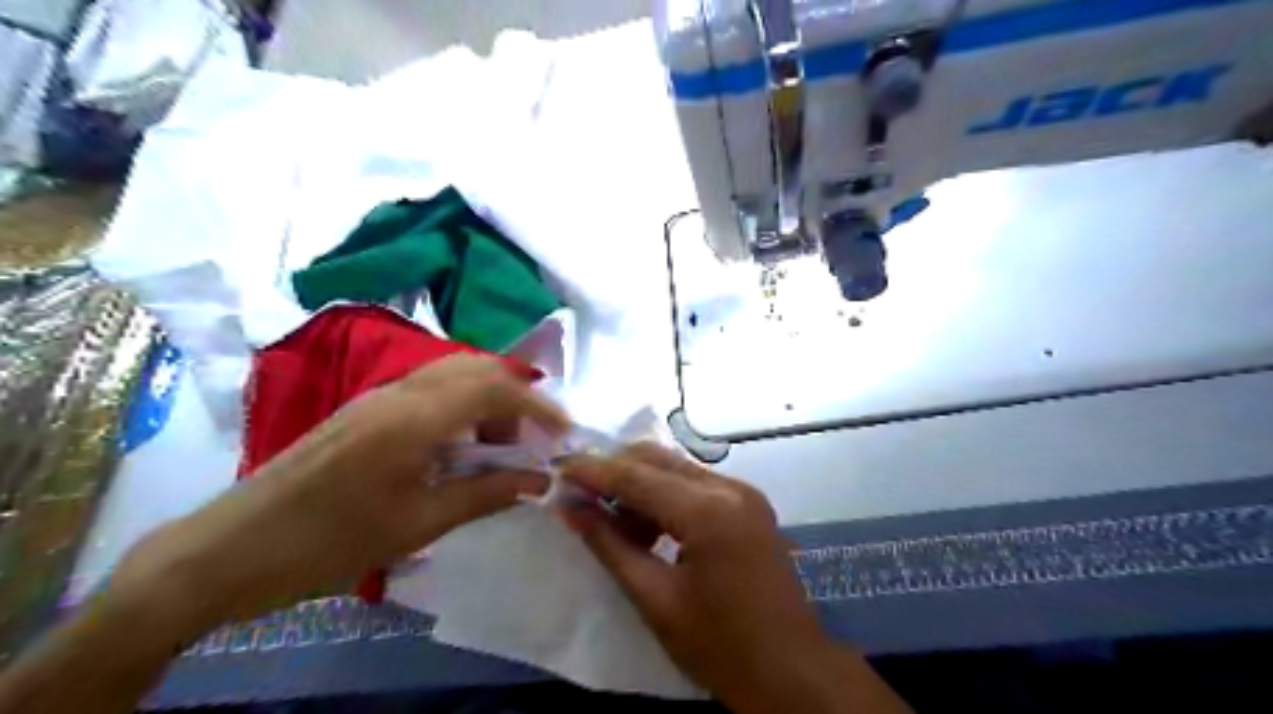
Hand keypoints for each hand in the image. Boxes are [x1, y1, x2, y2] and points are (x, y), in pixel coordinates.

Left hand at [106, 355, 562, 636]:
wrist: (227, 551)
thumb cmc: (326, 544)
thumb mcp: (416, 526)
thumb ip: (484, 494)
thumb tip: (538, 481)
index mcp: (412, 419)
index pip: (493, 388)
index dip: (537, 406)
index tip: (563, 433)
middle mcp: (397, 393)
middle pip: (474, 368)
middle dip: (513, 399)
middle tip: (525, 444)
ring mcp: (376, 398)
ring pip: (451, 375)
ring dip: (485, 402)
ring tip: (494, 450)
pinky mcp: (364, 411)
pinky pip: (428, 391)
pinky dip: (459, 409)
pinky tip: (456, 450)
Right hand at [561, 447, 908, 713]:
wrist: (793, 673)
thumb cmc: (721, 647)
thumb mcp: (656, 600)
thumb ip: (610, 546)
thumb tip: (571, 508)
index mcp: (709, 511)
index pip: (636, 476)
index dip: (592, 471)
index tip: (556, 469)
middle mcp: (729, 487)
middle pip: (658, 459)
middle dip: (614, 471)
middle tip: (577, 493)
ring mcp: (744, 492)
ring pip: (676, 469)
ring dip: (639, 485)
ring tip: (611, 522)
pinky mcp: (748, 504)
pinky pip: (695, 486)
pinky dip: (665, 497)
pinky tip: (647, 528)